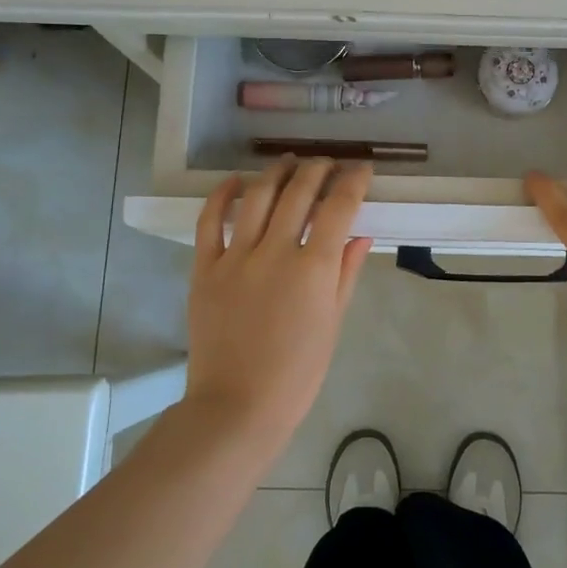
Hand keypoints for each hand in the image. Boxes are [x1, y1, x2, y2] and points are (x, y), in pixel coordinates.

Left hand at [186, 158, 373, 447]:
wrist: (237, 406)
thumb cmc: (297, 373)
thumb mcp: (333, 323)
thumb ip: (346, 273)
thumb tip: (360, 235)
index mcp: (314, 268)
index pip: (339, 207)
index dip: (354, 181)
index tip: (361, 169)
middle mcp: (275, 252)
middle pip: (299, 192)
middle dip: (318, 169)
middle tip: (328, 163)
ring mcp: (236, 257)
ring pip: (257, 196)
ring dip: (277, 172)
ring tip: (290, 162)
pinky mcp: (205, 268)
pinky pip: (210, 220)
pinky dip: (222, 195)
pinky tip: (236, 180)